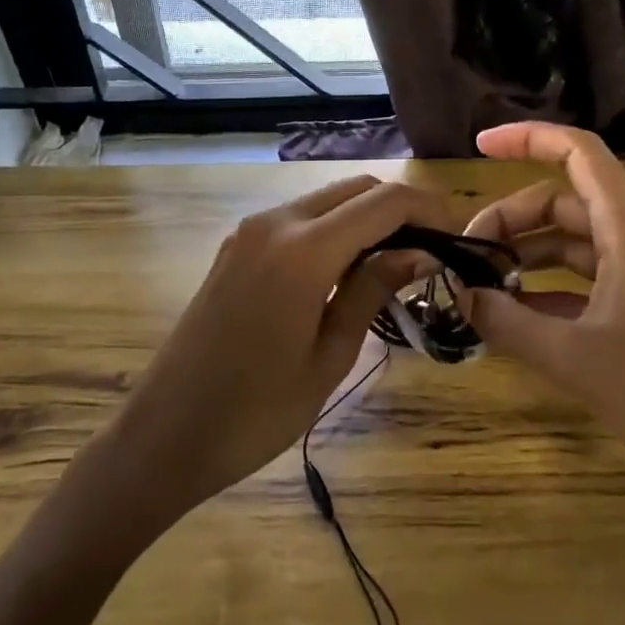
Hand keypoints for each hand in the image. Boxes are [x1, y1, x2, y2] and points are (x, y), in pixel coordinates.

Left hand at [103, 175, 448, 525]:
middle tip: (434, 251)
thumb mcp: (329, 356)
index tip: (459, 237)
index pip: (385, 202)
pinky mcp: (236, 247)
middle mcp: (275, 223)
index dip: (429, 210)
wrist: (164, 435)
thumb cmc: (255, 413)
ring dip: (367, 217)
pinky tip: (350, 268)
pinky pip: (299, 220)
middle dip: (401, 209)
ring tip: (400, 262)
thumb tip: (419, 253)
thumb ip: (372, 290)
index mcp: (303, 250)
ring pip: (327, 200)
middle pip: (356, 189)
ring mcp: (249, 232)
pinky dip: (335, 229)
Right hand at [462, 122, 624, 513]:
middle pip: (566, 203)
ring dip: (529, 257)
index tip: (479, 147)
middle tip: (467, 257)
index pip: (580, 154)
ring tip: (483, 286)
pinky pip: (592, 282)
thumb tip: (461, 296)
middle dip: (512, 221)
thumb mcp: (575, 359)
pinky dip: (552, 289)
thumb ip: (509, 323)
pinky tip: (519, 315)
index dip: (529, 138)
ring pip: (577, 244)